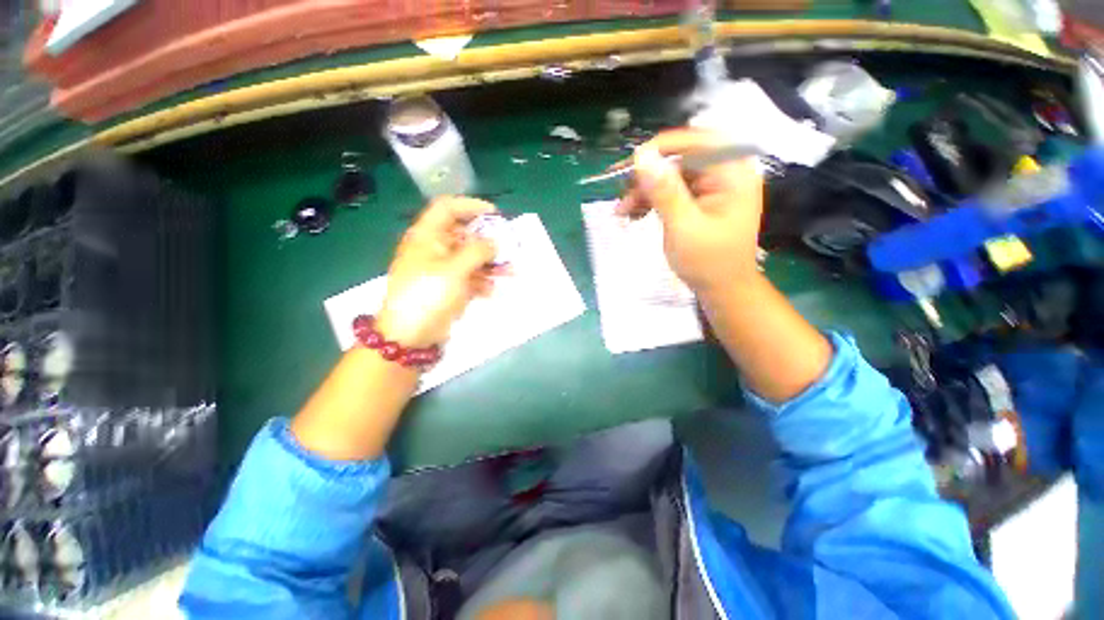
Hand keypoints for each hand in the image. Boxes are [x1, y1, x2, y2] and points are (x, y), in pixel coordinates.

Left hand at [376, 197, 498, 347]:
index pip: (447, 208)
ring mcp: (442, 269)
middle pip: (464, 235)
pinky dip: (483, 281)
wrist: (411, 335)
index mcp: (427, 236)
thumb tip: (495, 243)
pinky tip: (493, 290)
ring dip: (491, 264)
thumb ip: (478, 252)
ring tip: (511, 272)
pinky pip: (470, 277)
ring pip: (471, 258)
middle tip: (509, 246)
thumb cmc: (428, 295)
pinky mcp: (449, 287)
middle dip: (488, 241)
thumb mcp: (454, 269)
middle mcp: (434, 249)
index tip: (495, 214)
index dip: (471, 206)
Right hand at [617, 128, 763, 294]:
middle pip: (680, 158)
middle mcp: (724, 172)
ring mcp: (711, 186)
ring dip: (644, 190)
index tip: (629, 165)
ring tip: (622, 211)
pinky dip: (651, 200)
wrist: (722, 289)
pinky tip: (634, 213)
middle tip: (621, 195)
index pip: (696, 141)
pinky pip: (671, 189)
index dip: (661, 148)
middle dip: (647, 176)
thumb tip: (642, 156)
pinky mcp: (699, 199)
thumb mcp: (683, 227)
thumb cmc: (708, 263)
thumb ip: (664, 191)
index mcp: (732, 173)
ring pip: (671, 174)